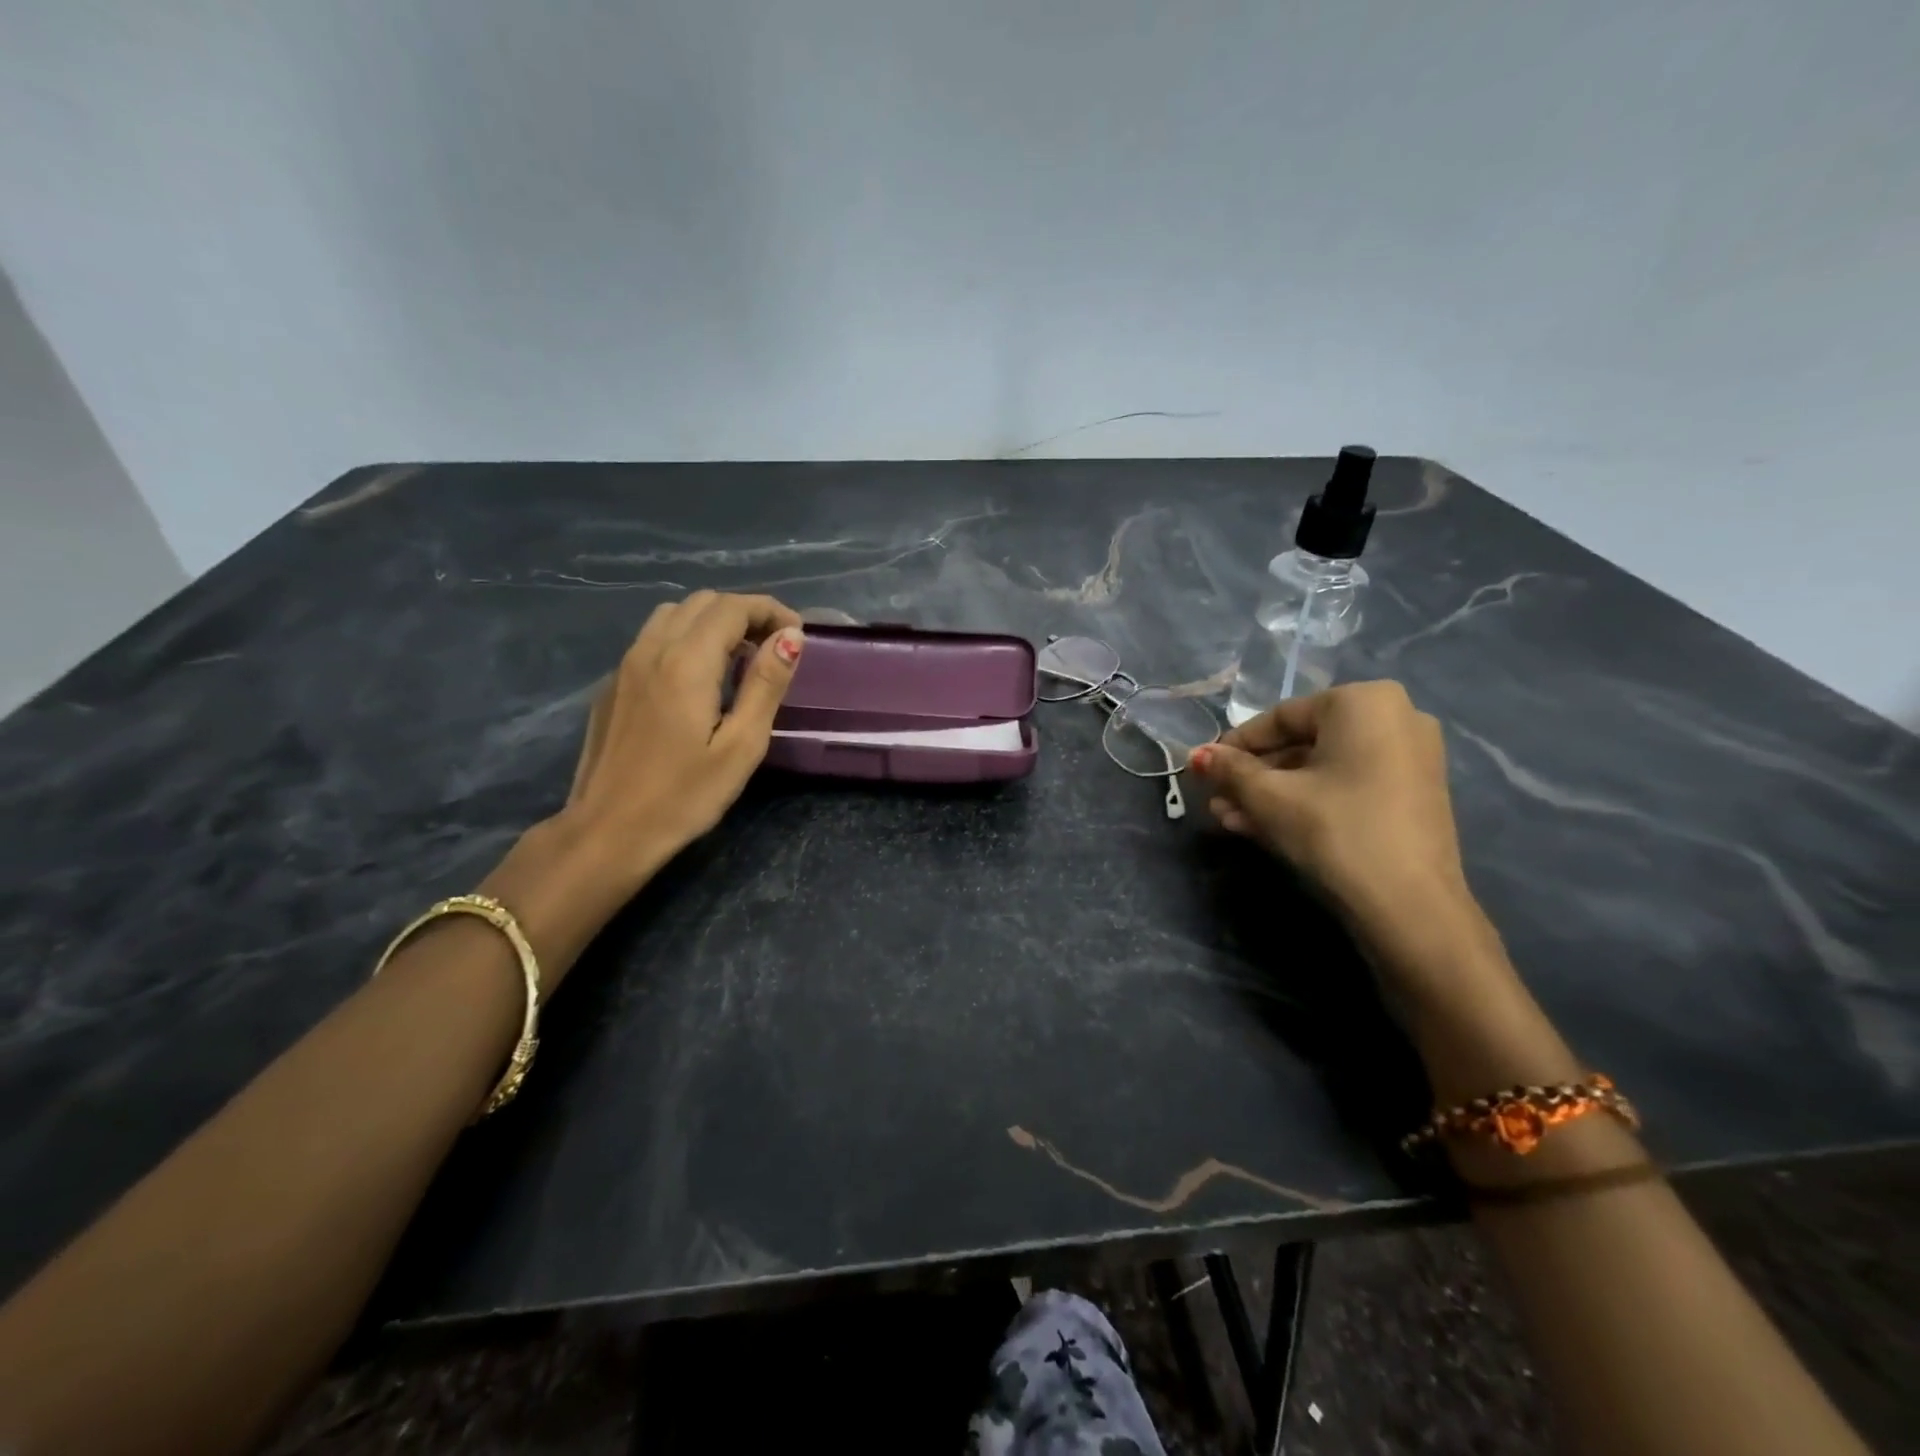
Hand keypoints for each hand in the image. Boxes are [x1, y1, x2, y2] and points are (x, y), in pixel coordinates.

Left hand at [563, 591, 803, 868]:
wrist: (606, 832)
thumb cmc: (684, 797)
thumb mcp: (741, 746)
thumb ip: (766, 684)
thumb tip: (790, 637)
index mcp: (686, 662)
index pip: (732, 607)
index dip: (770, 610)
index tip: (797, 634)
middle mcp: (651, 650)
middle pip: (702, 602)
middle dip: (744, 613)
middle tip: (773, 648)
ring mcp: (625, 666)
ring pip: (673, 615)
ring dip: (712, 622)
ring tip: (739, 659)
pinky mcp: (613, 686)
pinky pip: (653, 639)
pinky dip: (686, 639)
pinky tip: (700, 680)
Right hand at [1191, 682, 1503, 1006]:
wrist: (1410, 906)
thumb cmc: (1334, 830)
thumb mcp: (1270, 797)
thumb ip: (1230, 769)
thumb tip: (1196, 754)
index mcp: (1363, 702)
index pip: (1280, 718)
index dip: (1234, 746)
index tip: (1203, 769)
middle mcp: (1395, 717)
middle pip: (1301, 744)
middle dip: (1253, 776)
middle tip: (1216, 799)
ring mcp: (1410, 758)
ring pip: (1321, 769)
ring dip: (1273, 793)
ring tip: (1230, 819)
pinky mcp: (1413, 795)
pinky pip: (1346, 786)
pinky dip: (1308, 801)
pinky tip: (1264, 826)